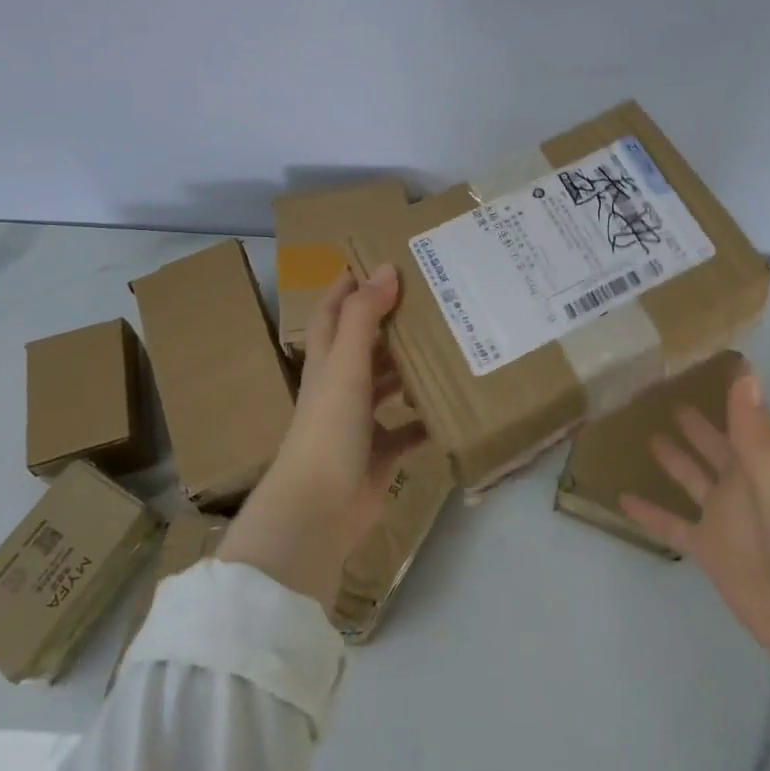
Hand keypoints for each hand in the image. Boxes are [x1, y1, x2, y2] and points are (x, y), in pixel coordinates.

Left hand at [220, 265, 425, 607]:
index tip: (374, 259)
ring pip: (386, 386)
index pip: (334, 312)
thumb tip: (386, 268)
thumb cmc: (329, 428)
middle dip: (389, 322)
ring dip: (408, 368)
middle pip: (364, 346)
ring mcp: (359, 423)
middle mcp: (341, 387)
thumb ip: (364, 317)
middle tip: (429, 298)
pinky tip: (450, 406)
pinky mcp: (379, 455)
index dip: (347, 285)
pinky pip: (408, 431)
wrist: (319, 511)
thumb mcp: (346, 365)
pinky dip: (425, 419)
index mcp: (327, 363)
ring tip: (446, 344)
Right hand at [619, 370, 769, 670]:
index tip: (698, 363)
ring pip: (691, 479)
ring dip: (672, 458)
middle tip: (659, 392)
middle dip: (692, 422)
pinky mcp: (708, 550)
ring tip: (643, 432)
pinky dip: (649, 513)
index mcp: (758, 463)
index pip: (737, 418)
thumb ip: (755, 432)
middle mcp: (739, 484)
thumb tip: (744, 372)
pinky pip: (672, 525)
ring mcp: (722, 518)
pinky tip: (622, 498)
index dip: (722, 393)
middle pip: (711, 445)